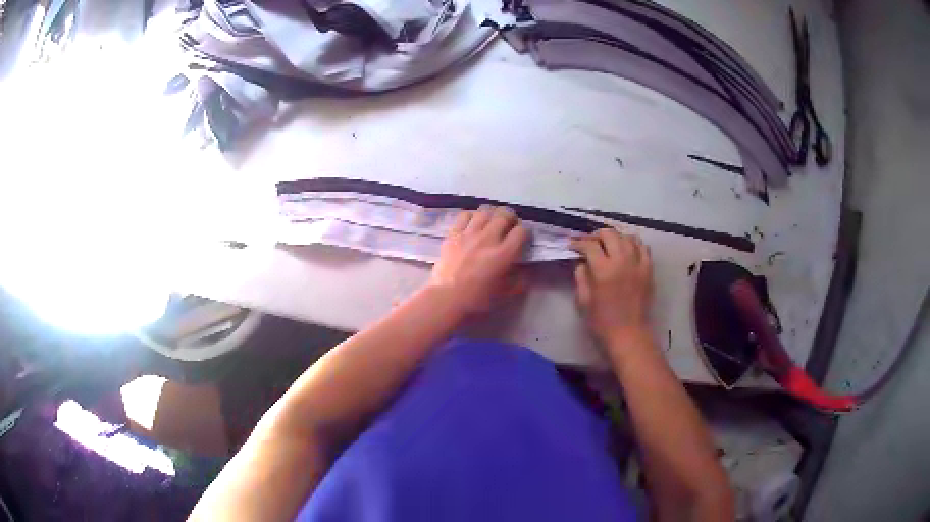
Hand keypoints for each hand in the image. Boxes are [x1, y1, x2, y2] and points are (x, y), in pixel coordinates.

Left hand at [429, 205, 528, 314]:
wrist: (446, 298)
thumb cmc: (477, 299)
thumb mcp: (505, 293)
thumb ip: (520, 280)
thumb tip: (529, 270)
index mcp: (504, 254)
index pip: (521, 231)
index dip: (525, 232)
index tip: (522, 238)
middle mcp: (488, 238)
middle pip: (504, 215)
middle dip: (511, 217)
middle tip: (509, 224)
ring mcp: (469, 234)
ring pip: (485, 211)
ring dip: (492, 213)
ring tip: (492, 220)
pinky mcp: (453, 234)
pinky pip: (465, 215)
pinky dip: (472, 216)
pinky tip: (473, 223)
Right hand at [571, 228, 653, 343]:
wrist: (629, 335)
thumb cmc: (602, 322)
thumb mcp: (584, 300)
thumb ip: (581, 276)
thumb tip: (582, 262)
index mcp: (603, 270)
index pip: (589, 245)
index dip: (578, 242)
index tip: (572, 245)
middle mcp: (622, 260)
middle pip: (609, 234)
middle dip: (596, 235)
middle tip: (589, 242)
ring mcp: (638, 263)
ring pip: (627, 236)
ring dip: (615, 236)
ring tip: (608, 244)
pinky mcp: (648, 269)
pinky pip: (643, 247)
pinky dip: (633, 243)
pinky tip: (627, 249)